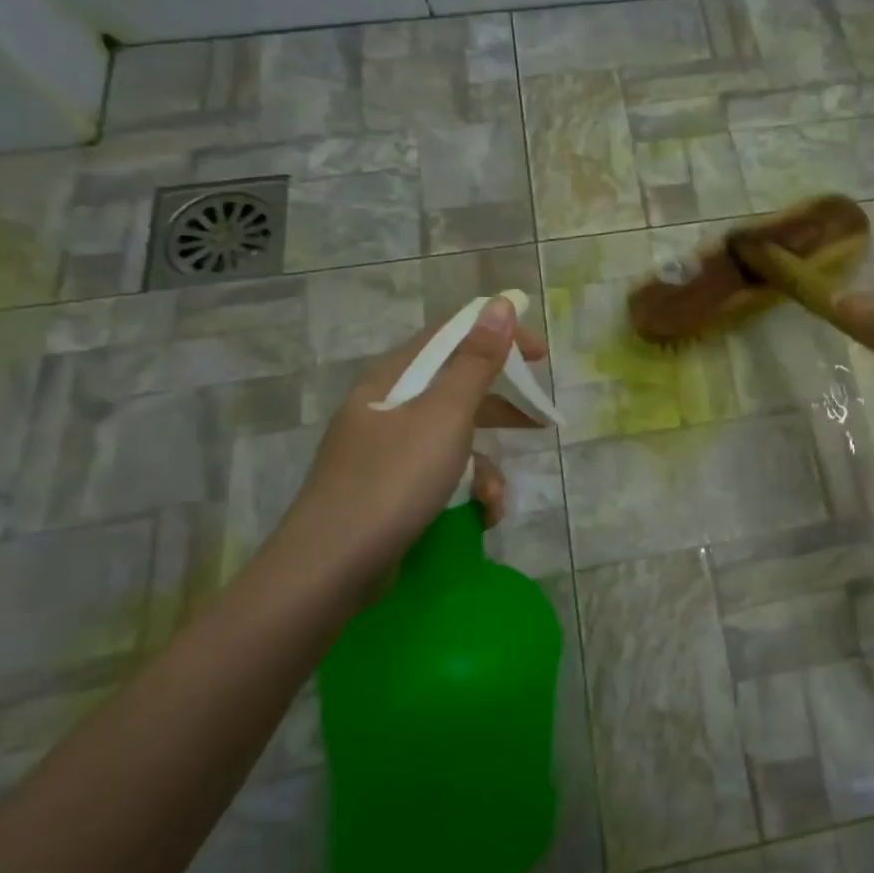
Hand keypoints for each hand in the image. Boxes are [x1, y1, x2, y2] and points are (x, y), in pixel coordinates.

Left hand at [265, 297, 548, 597]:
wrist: (332, 567)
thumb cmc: (394, 479)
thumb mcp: (445, 415)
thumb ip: (477, 361)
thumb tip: (499, 305)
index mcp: (392, 378)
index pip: (451, 337)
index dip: (498, 336)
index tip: (540, 354)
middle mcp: (386, 407)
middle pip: (456, 389)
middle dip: (502, 408)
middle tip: (541, 419)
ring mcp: (385, 451)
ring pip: (453, 440)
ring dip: (484, 467)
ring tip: (494, 498)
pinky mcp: (388, 490)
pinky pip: (439, 475)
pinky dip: (463, 492)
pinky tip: (478, 516)